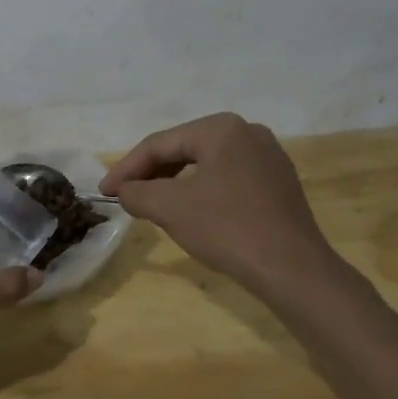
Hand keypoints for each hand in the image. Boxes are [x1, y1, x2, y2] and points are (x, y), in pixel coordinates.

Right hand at [101, 113, 341, 298]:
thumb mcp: (170, 209)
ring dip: (175, 182)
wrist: (294, 270)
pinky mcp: (279, 182)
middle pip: (184, 149)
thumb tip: (124, 190)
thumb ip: (137, 193)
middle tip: (125, 196)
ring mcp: (268, 156)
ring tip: (152, 204)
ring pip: (206, 163)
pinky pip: (229, 177)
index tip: (103, 190)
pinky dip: (203, 190)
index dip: (127, 167)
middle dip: (151, 173)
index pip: (160, 143)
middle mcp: (247, 131)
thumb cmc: (228, 229)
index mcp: (220, 128)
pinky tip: (191, 210)